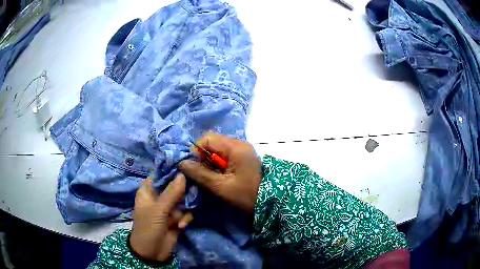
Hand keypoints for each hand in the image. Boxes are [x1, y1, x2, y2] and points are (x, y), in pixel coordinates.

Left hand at [130, 174, 192, 261]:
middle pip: (175, 187)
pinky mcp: (177, 218)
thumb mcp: (158, 210)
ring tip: (181, 217)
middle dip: (184, 191)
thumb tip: (182, 174)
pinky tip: (182, 226)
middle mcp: (159, 197)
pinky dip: (186, 218)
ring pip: (183, 200)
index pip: (160, 175)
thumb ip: (171, 193)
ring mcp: (168, 209)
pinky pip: (186, 212)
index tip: (187, 167)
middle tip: (193, 192)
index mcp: (148, 191)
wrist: (152, 253)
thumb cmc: (148, 227)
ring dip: (185, 208)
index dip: (172, 170)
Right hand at [179, 133, 261, 213]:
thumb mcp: (221, 187)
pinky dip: (218, 165)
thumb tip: (182, 163)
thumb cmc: (246, 195)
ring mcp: (242, 151)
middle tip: (200, 175)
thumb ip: (200, 174)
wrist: (271, 203)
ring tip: (209, 178)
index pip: (207, 139)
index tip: (193, 168)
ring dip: (209, 163)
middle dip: (202, 158)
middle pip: (212, 143)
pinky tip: (218, 177)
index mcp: (235, 147)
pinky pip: (225, 156)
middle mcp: (239, 144)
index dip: (196, 151)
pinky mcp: (243, 158)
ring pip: (217, 150)